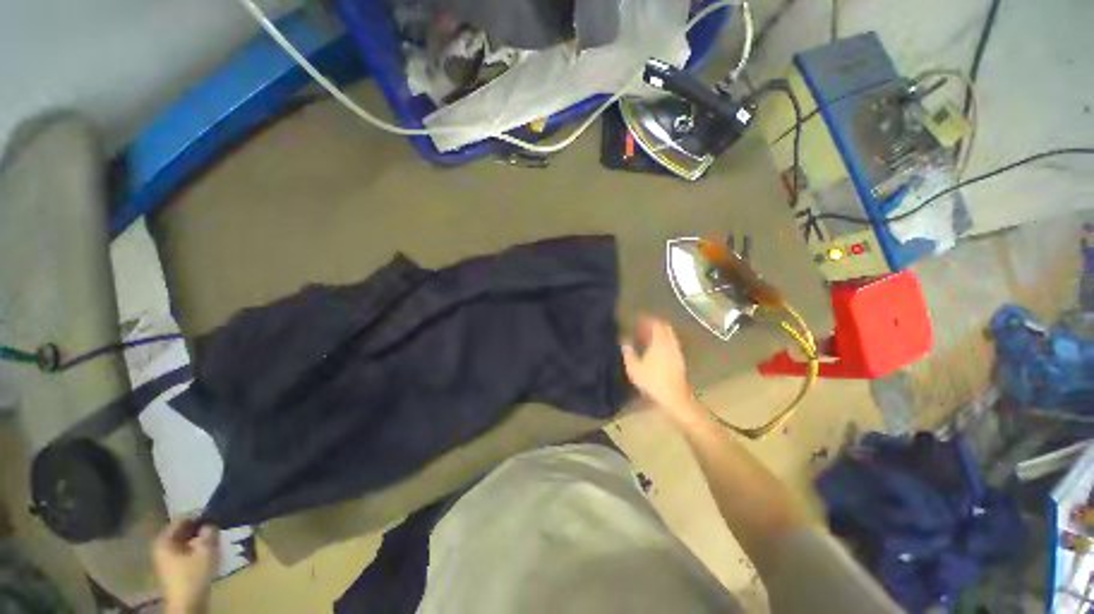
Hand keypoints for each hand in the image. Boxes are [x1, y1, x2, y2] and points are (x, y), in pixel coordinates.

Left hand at [153, 519, 218, 613]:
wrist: (187, 603)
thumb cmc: (192, 575)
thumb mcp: (204, 551)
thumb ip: (208, 533)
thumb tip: (211, 522)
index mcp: (163, 541)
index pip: (182, 520)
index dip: (199, 517)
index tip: (214, 516)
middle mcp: (161, 547)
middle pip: (183, 531)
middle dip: (200, 530)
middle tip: (217, 528)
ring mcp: (166, 559)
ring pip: (186, 542)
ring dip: (200, 540)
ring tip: (215, 540)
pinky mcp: (173, 567)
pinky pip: (186, 551)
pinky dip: (197, 549)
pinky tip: (209, 552)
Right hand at [621, 316, 704, 428]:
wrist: (674, 397)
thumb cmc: (652, 381)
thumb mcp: (633, 367)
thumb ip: (628, 350)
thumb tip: (624, 338)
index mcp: (660, 342)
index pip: (656, 323)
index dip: (647, 319)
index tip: (638, 319)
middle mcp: (671, 343)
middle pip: (665, 327)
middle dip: (653, 325)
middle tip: (641, 328)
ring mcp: (677, 351)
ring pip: (669, 335)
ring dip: (658, 333)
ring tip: (645, 338)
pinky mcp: (680, 360)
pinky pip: (671, 343)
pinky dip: (663, 341)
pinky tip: (654, 350)